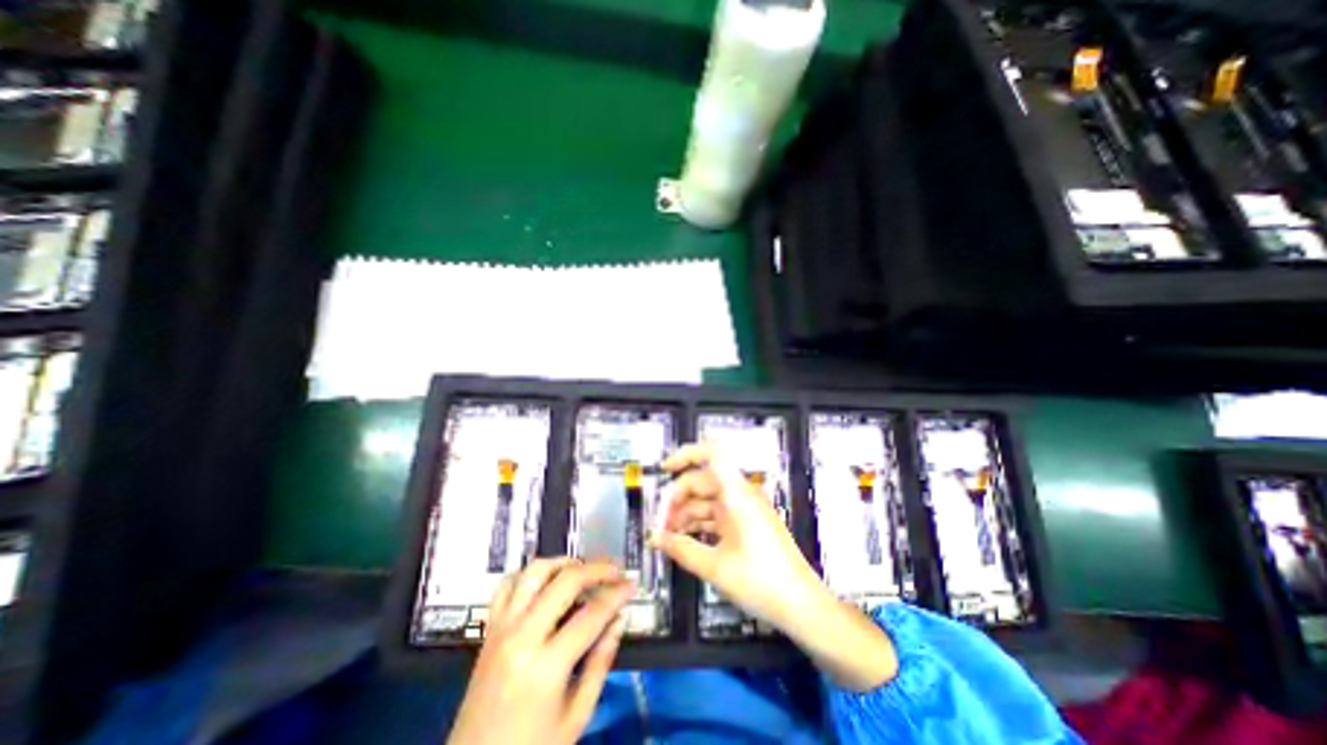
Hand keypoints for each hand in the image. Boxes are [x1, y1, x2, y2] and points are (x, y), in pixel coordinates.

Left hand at [445, 560, 632, 744]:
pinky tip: (546, 581)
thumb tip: (619, 619)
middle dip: (597, 569)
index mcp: (545, 667)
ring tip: (583, 570)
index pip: (591, 615)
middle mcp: (521, 637)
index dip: (616, 595)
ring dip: (564, 563)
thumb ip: (601, 662)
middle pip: (565, 581)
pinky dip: (530, 574)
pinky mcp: (490, 629)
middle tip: (616, 571)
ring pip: (535, 572)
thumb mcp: (576, 715)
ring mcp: (501, 629)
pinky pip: (508, 584)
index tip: (632, 585)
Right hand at [649, 443, 895, 693]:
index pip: (713, 454)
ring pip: (707, 499)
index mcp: (737, 494)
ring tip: (668, 536)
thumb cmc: (762, 582)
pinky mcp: (747, 522)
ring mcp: (745, 508)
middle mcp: (741, 494)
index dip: (687, 454)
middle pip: (702, 481)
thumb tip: (655, 538)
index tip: (666, 469)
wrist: (802, 605)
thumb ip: (681, 548)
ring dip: (686, 513)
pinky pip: (717, 513)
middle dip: (677, 498)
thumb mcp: (715, 567)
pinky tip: (685, 539)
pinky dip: (700, 522)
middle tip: (660, 524)